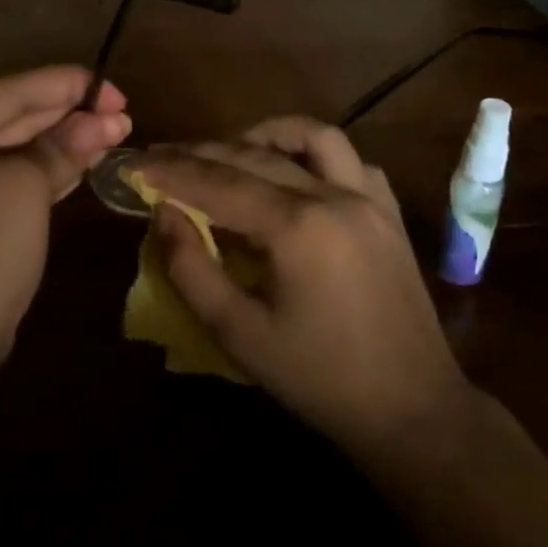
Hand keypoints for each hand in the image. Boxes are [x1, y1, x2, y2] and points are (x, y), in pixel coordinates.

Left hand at [0, 66, 128, 392]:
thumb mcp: (27, 187)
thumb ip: (62, 146)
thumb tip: (101, 119)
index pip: (14, 90)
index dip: (69, 86)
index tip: (115, 88)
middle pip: (15, 115)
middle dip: (70, 115)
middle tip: (123, 110)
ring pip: (16, 146)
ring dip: (64, 140)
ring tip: (116, 129)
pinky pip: (9, 173)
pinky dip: (46, 167)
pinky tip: (87, 156)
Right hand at [134, 118, 471, 461]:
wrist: (412, 410)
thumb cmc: (318, 379)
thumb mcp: (238, 334)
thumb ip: (191, 268)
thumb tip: (164, 213)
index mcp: (297, 227)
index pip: (219, 182)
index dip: (172, 172)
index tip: (135, 164)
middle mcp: (336, 196)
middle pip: (255, 155)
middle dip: (203, 152)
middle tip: (163, 157)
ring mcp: (370, 199)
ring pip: (313, 137)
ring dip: (265, 136)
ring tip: (230, 151)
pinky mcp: (389, 213)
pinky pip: (351, 160)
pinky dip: (313, 155)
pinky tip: (294, 175)